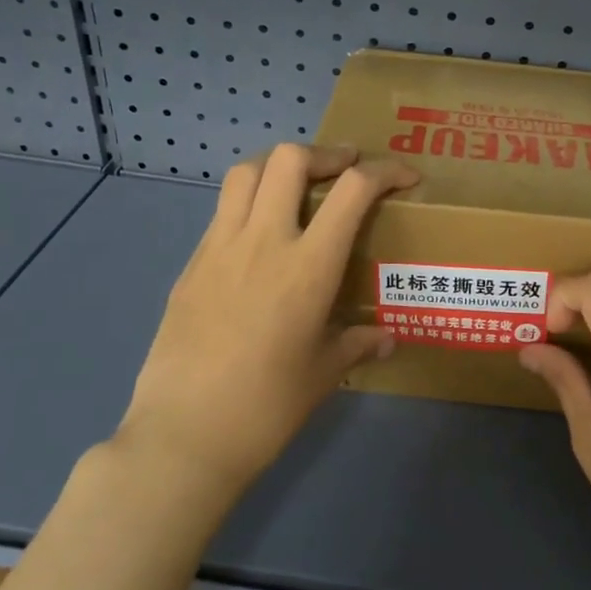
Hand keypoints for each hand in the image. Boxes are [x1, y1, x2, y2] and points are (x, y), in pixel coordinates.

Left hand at [120, 143, 417, 500]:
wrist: (184, 436)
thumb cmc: (266, 408)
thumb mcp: (322, 374)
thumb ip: (357, 344)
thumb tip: (386, 338)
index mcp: (307, 266)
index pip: (353, 190)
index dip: (386, 171)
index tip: (406, 177)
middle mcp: (263, 241)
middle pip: (291, 159)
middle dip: (327, 154)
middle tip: (346, 170)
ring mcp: (220, 248)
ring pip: (246, 172)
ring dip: (279, 165)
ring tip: (298, 184)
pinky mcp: (191, 264)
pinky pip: (223, 211)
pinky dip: (249, 201)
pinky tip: (260, 235)